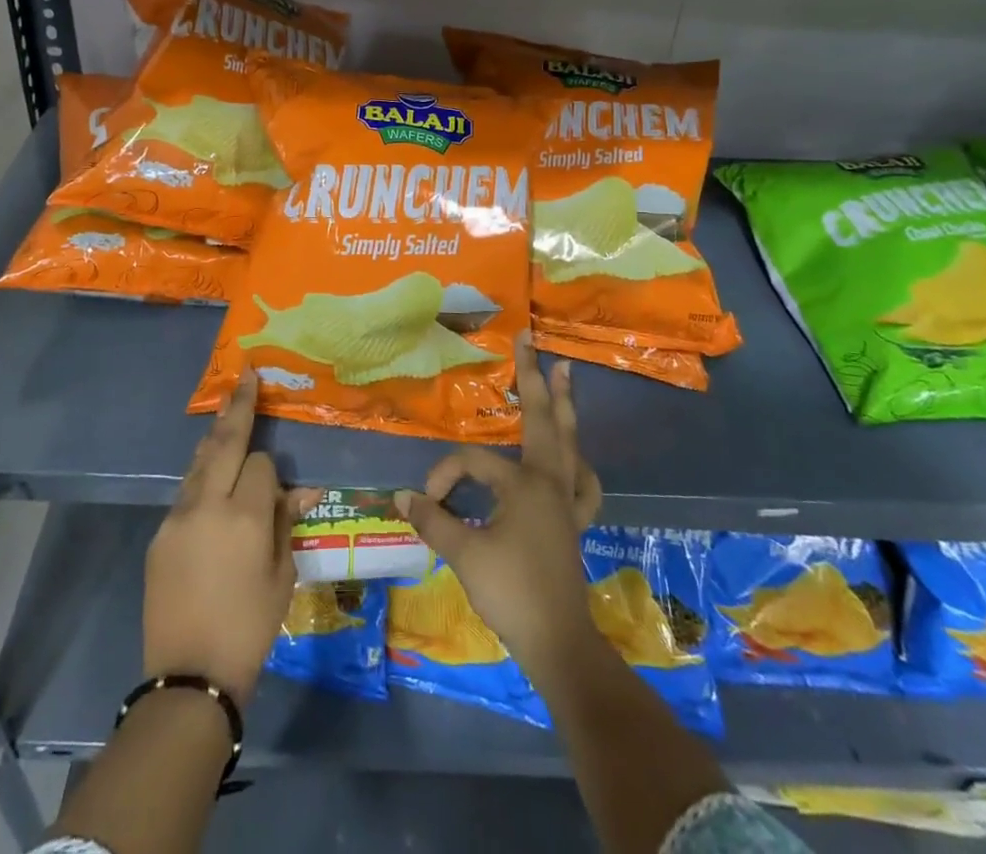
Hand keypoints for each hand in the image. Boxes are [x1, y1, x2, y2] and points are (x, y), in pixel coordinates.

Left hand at [145, 375, 321, 704]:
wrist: (189, 678)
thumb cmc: (249, 627)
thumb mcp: (282, 576)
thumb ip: (285, 523)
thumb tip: (299, 489)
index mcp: (245, 517)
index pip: (260, 463)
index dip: (269, 472)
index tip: (275, 493)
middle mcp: (207, 505)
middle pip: (223, 443)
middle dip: (237, 406)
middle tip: (244, 375)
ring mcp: (177, 518)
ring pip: (199, 463)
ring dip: (215, 439)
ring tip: (226, 412)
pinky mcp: (159, 535)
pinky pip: (185, 494)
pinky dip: (201, 480)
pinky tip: (209, 486)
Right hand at [394, 336, 602, 676]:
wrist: (558, 643)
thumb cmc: (511, 592)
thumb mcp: (464, 553)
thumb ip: (433, 520)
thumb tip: (401, 495)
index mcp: (524, 483)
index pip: (472, 463)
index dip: (444, 477)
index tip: (426, 504)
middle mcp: (550, 481)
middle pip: (544, 419)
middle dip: (535, 379)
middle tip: (532, 341)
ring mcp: (567, 500)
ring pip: (569, 441)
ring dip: (565, 408)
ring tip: (565, 375)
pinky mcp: (574, 522)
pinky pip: (583, 482)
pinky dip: (579, 463)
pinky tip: (576, 459)